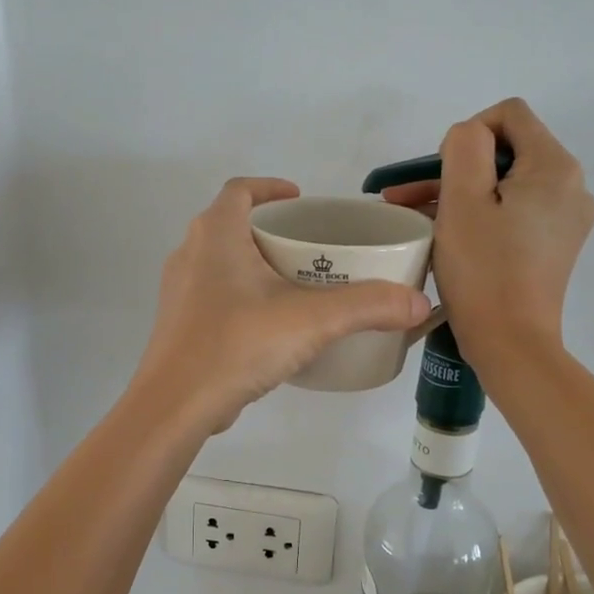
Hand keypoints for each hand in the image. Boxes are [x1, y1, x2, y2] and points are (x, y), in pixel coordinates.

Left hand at [133, 178, 432, 433]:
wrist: (175, 405)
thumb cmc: (237, 344)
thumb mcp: (312, 320)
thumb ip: (368, 306)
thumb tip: (418, 302)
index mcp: (216, 235)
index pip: (240, 190)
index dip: (269, 188)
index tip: (299, 200)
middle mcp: (190, 253)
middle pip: (231, 225)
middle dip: (269, 231)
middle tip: (309, 248)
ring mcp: (178, 291)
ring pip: (220, 262)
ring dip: (254, 264)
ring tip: (294, 285)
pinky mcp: (178, 325)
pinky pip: (213, 295)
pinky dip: (241, 297)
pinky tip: (268, 326)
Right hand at [382, 99, 593, 376]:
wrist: (511, 343)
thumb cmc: (483, 270)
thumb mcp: (462, 200)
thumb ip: (465, 147)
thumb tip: (471, 138)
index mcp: (555, 166)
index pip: (510, 115)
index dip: (468, 133)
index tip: (441, 174)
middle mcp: (572, 186)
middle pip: (508, 151)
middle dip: (457, 169)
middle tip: (409, 198)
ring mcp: (567, 218)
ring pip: (507, 184)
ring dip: (463, 194)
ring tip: (417, 218)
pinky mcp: (555, 245)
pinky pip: (515, 212)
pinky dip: (483, 215)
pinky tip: (449, 236)